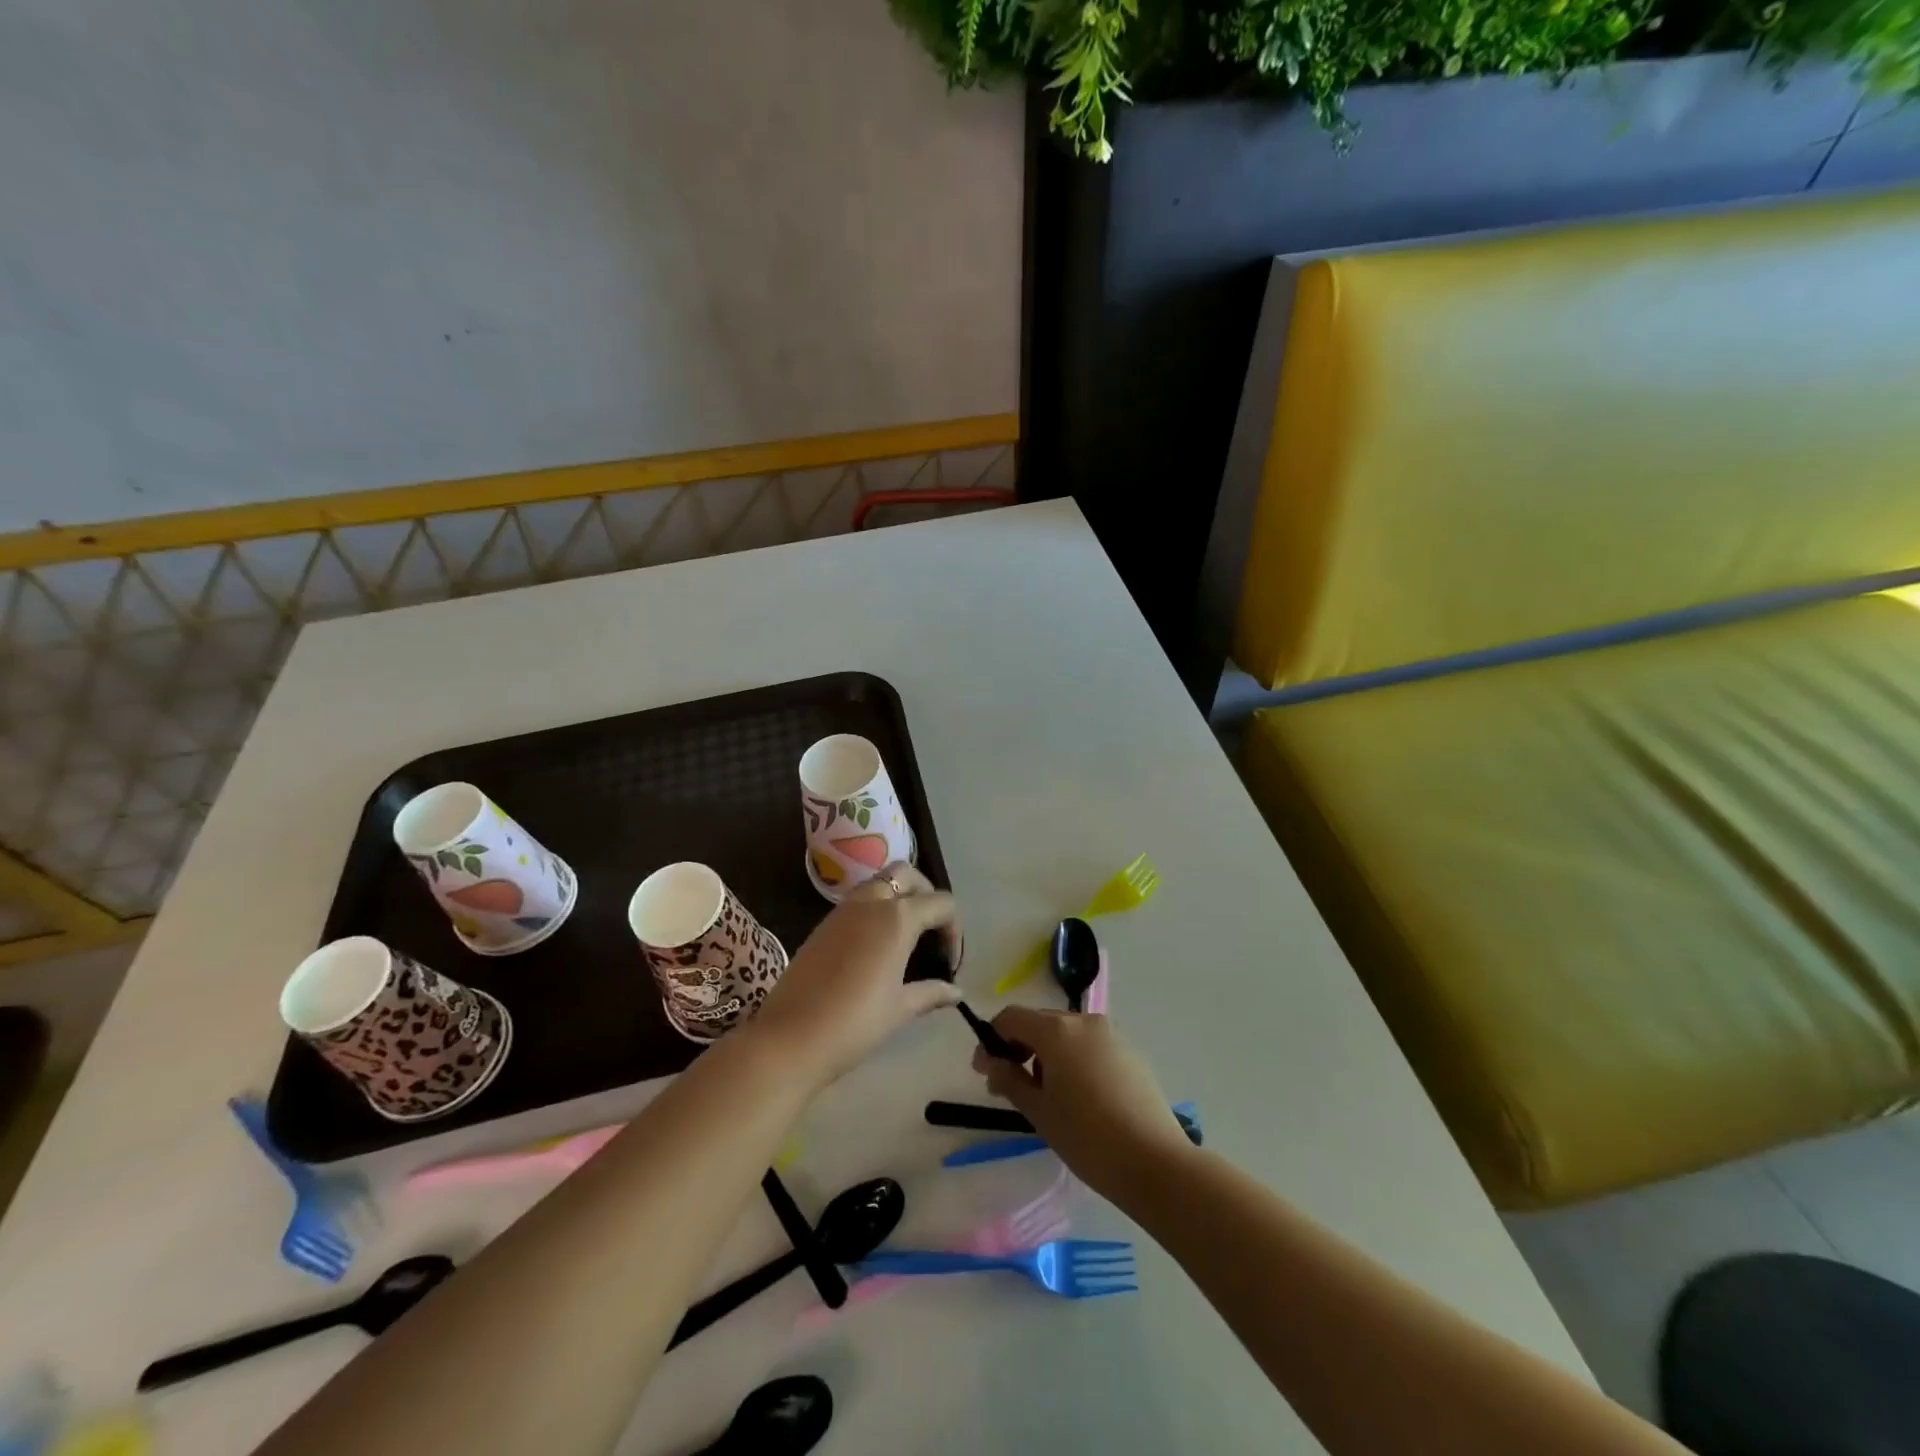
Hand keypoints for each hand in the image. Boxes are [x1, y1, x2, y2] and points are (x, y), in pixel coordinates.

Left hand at [749, 863, 961, 1087]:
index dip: (954, 931)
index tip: (950, 964)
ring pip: (879, 883)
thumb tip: (956, 992)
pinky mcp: (823, 924)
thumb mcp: (901, 1009)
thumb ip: (931, 993)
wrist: (789, 1038)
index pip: (942, 903)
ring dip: (898, 899)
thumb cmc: (855, 1023)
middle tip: (931, 931)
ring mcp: (843, 910)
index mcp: (898, 917)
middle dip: (926, 895)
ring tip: (906, 939)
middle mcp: (871, 902)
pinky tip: (876, 948)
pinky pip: (858, 902)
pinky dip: (875, 911)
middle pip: (908, 875)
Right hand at [973, 1007, 1193, 1202]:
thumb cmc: (1087, 1137)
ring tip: (1044, 1095)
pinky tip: (1078, 1097)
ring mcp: (1111, 1034)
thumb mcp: (1039, 1111)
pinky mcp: (1129, 1052)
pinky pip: (1089, 1046)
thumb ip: (1010, 1079)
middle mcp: (1084, 1021)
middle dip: (1018, 1047)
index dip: (992, 1040)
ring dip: (1046, 1054)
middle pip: (1039, 1022)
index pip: (1011, 1017)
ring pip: (1066, 1034)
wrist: (1154, 1162)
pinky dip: (1072, 1060)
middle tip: (1008, 1085)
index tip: (983, 1071)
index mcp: (1057, 1030)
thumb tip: (992, 1062)